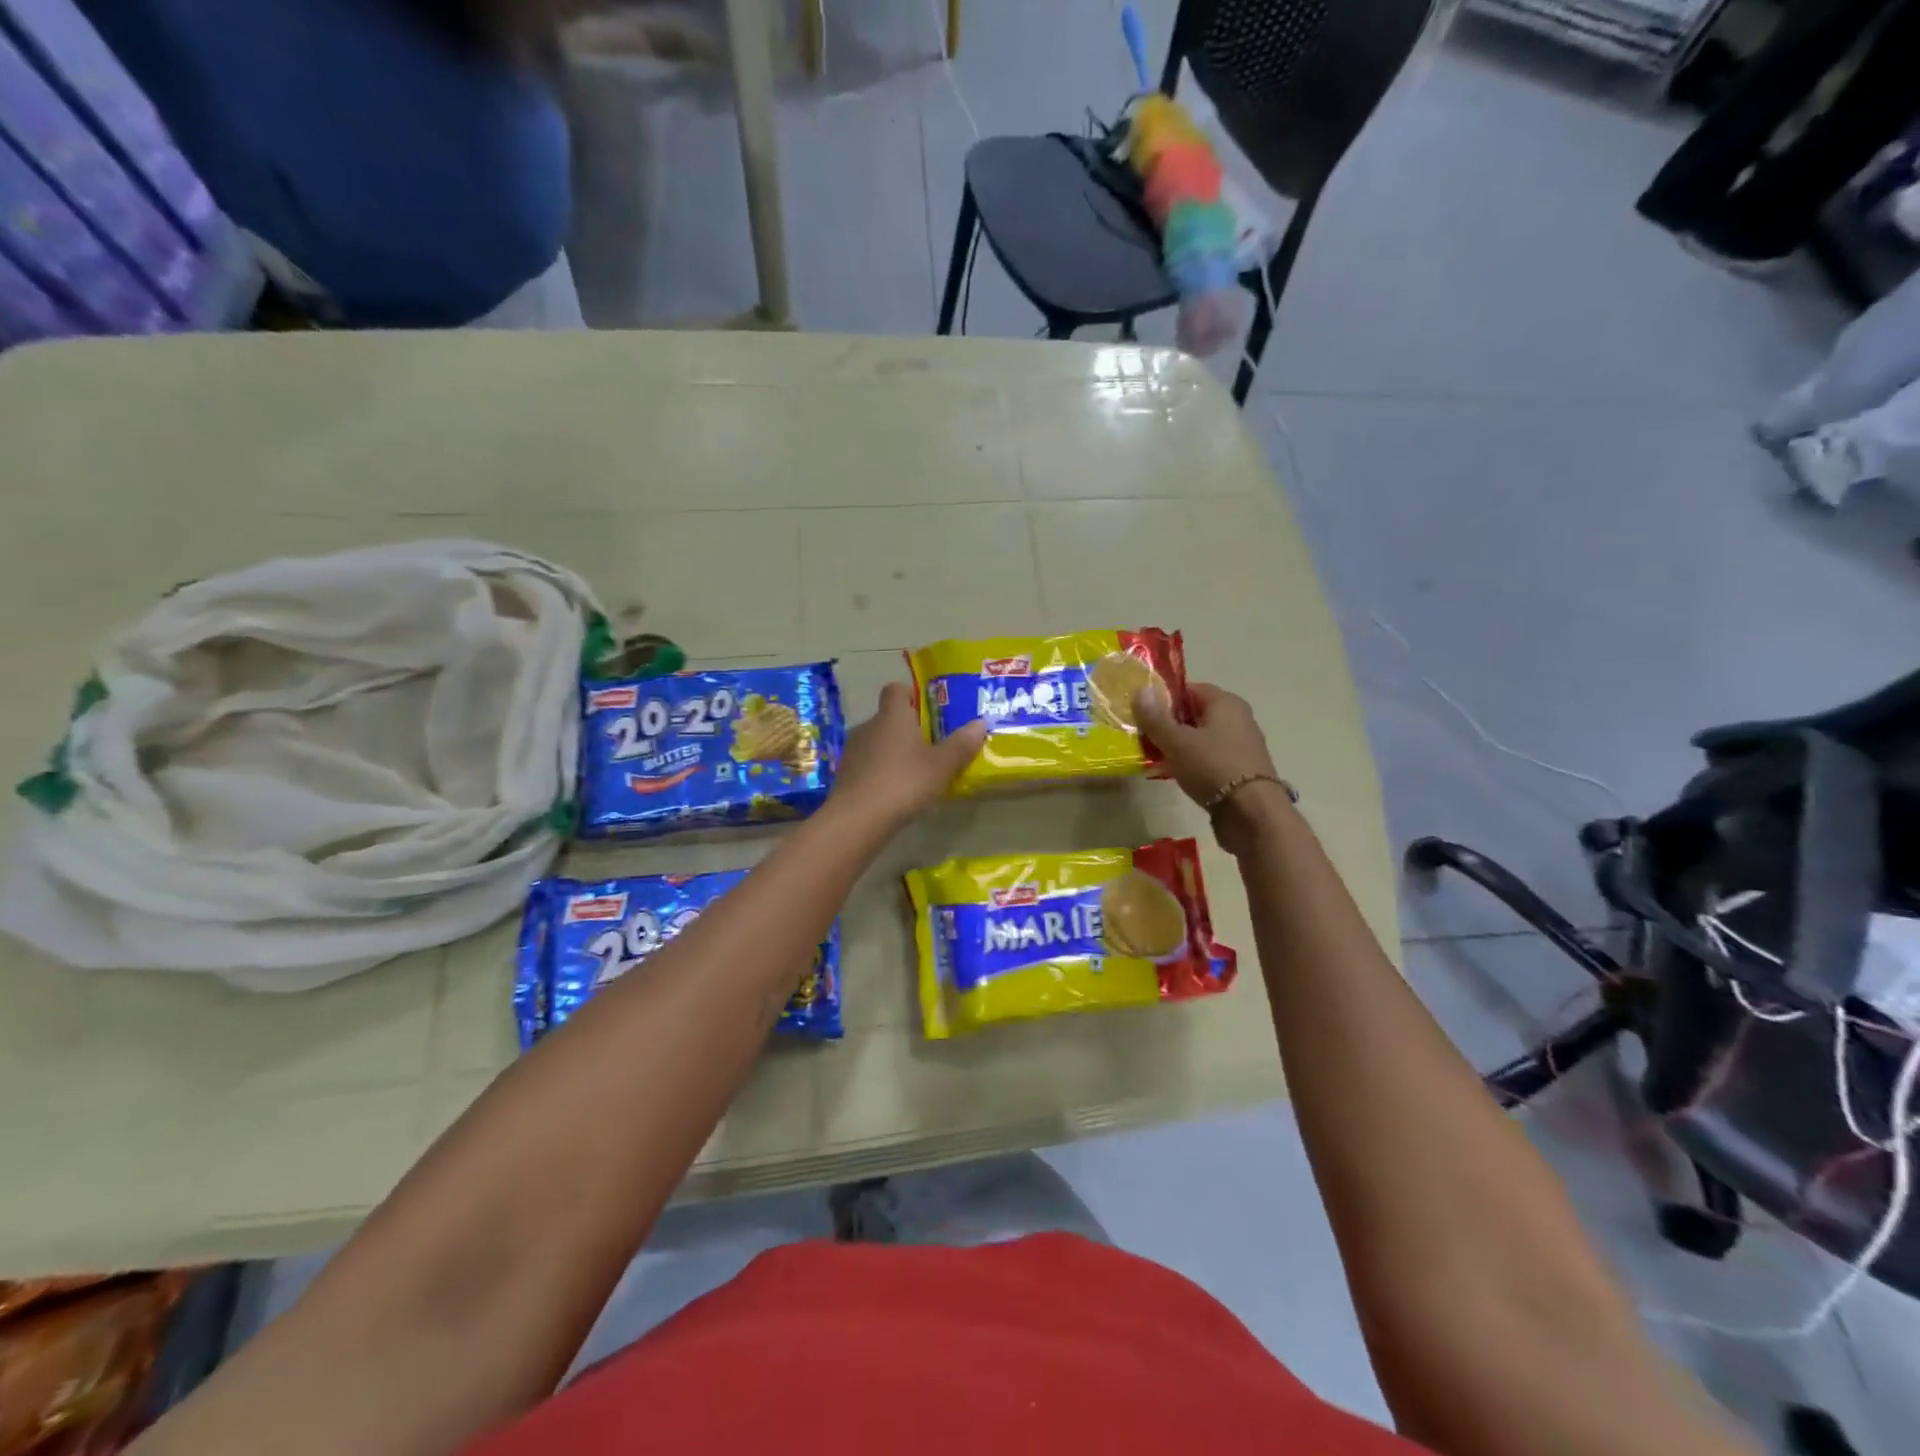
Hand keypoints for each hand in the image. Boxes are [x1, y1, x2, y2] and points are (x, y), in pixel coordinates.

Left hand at [829, 682, 986, 831]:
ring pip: (876, 742)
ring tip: (912, 773)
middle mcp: (868, 726)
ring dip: (891, 752)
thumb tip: (980, 723)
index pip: (895, 689)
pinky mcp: (844, 774)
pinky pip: (866, 765)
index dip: (909, 694)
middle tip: (928, 747)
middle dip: (906, 729)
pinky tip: (893, 792)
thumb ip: (961, 744)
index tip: (925, 709)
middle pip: (887, 718)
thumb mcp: (942, 766)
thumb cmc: (904, 782)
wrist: (858, 818)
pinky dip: (879, 772)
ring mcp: (852, 750)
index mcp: (892, 716)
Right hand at [1133, 681, 1290, 853]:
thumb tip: (1139, 690)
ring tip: (1154, 756)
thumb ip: (1155, 717)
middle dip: (1168, 723)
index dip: (1163, 698)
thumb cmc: (1212, 767)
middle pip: (1194, 713)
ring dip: (1178, 744)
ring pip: (1201, 736)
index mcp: (1225, 702)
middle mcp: (1237, 717)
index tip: (1141, 712)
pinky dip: (1192, 760)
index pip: (1188, 689)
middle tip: (1143, 735)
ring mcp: (1241, 744)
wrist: (1251, 813)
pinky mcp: (1240, 768)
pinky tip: (1175, 773)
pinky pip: (1209, 756)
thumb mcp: (1176, 741)